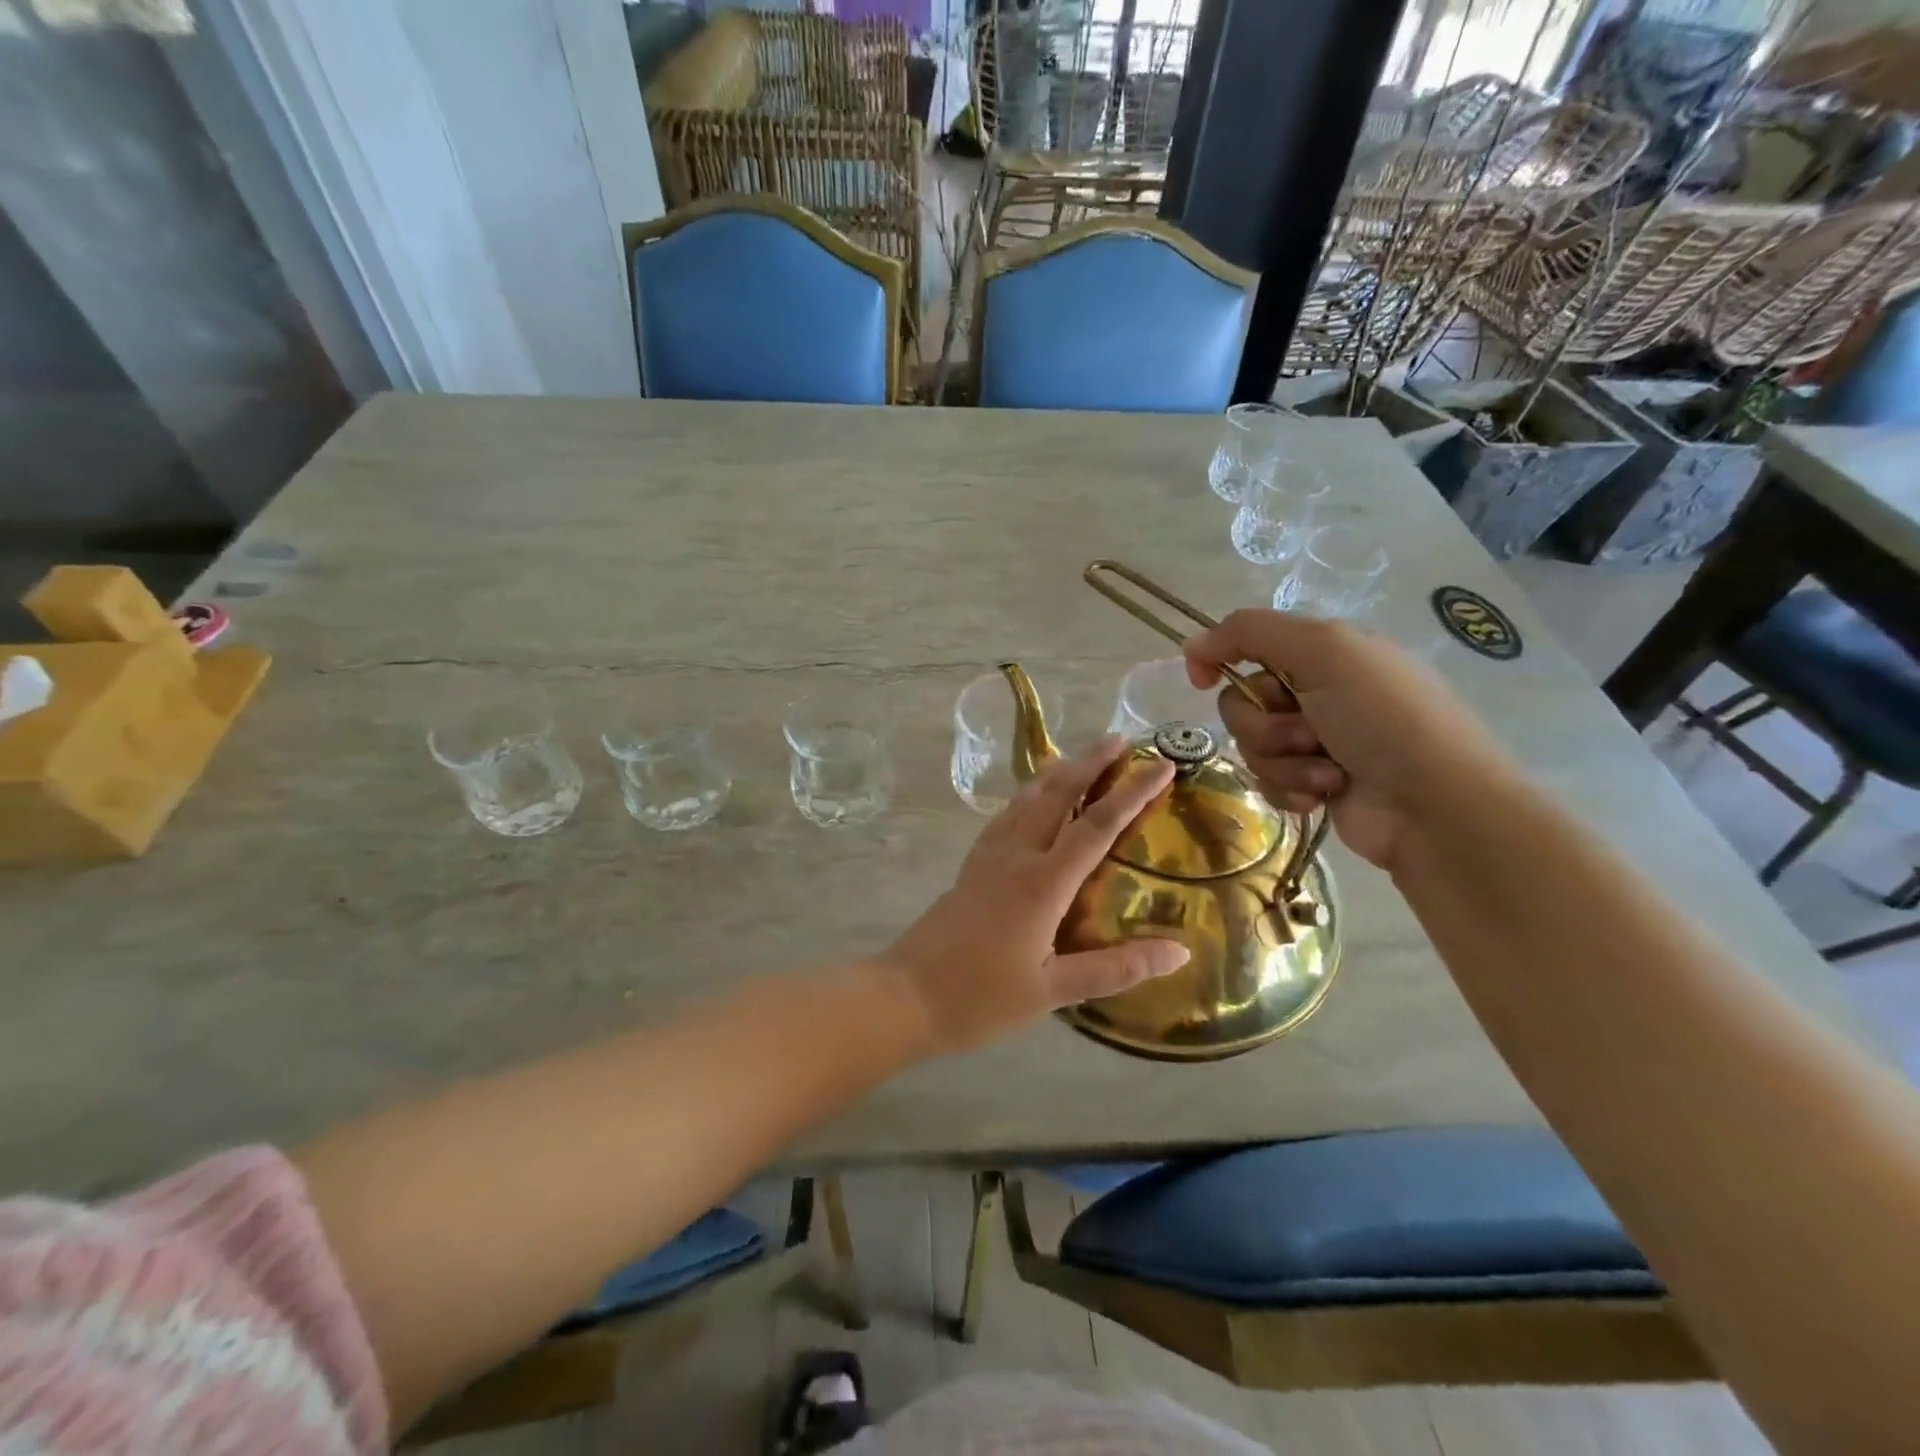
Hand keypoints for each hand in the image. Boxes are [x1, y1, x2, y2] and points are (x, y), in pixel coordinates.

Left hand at [884, 737, 1187, 1054]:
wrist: (906, 995)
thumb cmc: (981, 998)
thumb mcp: (1053, 991)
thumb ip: (1116, 969)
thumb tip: (1180, 952)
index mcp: (1042, 883)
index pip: (1097, 826)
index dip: (1133, 793)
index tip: (1162, 766)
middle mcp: (1016, 856)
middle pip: (1057, 794)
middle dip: (1091, 762)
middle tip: (1122, 739)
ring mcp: (989, 856)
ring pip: (1027, 798)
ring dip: (1058, 772)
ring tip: (1082, 756)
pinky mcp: (971, 865)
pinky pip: (1006, 815)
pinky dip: (1028, 794)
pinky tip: (1032, 798)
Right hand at [1184, 610, 1519, 870]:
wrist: (1434, 805)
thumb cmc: (1383, 718)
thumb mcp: (1324, 650)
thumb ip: (1250, 633)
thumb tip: (1191, 646)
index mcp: (1323, 652)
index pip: (1247, 643)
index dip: (1219, 657)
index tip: (1201, 679)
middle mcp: (1316, 691)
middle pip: (1241, 701)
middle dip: (1264, 723)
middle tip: (1306, 733)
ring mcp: (1315, 741)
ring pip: (1252, 745)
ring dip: (1283, 760)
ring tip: (1327, 771)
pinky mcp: (1313, 783)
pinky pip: (1267, 780)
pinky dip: (1292, 787)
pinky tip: (1325, 794)